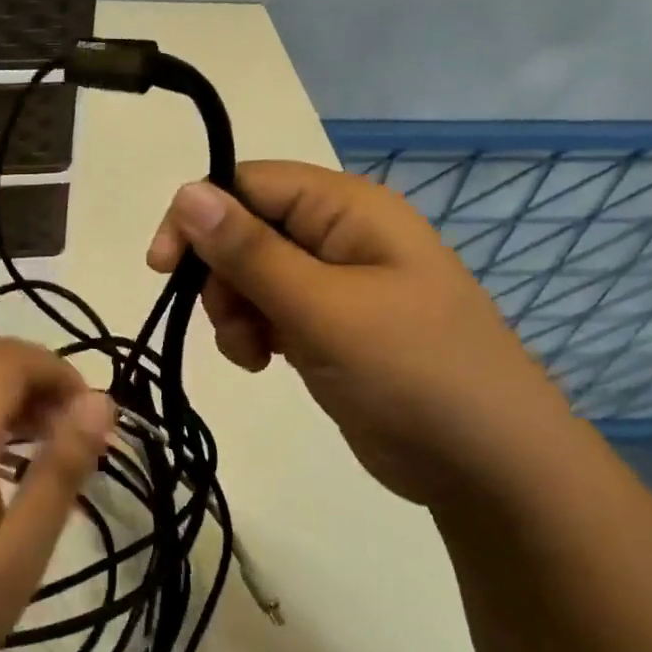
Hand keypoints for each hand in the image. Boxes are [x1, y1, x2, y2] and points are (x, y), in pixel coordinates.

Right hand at [147, 161, 575, 507]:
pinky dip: (252, 333)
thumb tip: (188, 191)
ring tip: (251, 353)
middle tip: (228, 322)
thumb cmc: (412, 372)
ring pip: (250, 274)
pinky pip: (269, 310)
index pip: (250, 183)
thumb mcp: (323, 308)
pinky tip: (261, 362)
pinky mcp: (329, 326)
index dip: (199, 216)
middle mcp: (340, 235)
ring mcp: (335, 283)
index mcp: (348, 209)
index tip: (163, 267)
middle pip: (245, 229)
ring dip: (233, 310)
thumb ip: (250, 251)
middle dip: (220, 275)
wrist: (488, 467)